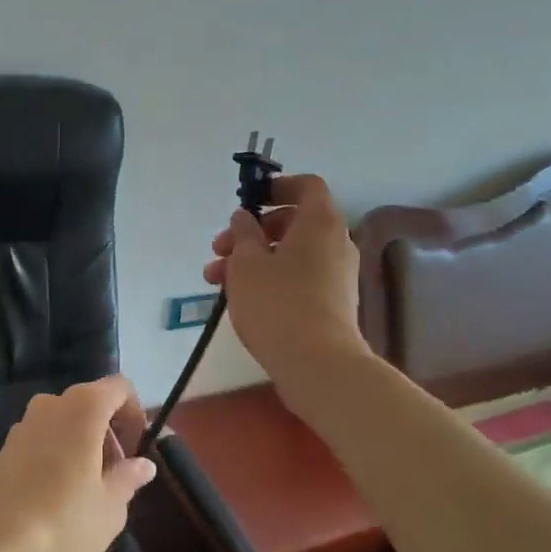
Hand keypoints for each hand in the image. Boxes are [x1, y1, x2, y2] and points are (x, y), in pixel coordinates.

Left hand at [0, 375, 157, 551]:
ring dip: (83, 443)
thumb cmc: (63, 521)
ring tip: (87, 490)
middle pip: (92, 403)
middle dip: (110, 433)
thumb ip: (129, 479)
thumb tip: (143, 464)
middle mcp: (52, 402)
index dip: (134, 413)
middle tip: (115, 477)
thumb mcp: (110, 508)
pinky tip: (56, 494)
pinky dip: (58, 452)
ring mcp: (24, 421)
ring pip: (66, 420)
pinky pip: (44, 436)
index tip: (135, 451)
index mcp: (84, 406)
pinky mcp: (6, 444)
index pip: (120, 387)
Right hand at [204, 173, 371, 410]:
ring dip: (253, 259)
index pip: (307, 186)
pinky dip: (270, 278)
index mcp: (320, 223)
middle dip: (251, 232)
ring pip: (290, 253)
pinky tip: (238, 297)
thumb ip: (243, 233)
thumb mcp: (247, 262)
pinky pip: (298, 277)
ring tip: (214, 279)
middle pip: (292, 222)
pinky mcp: (331, 303)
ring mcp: (336, 275)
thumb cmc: (278, 302)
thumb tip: (245, 218)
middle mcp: (335, 243)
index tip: (249, 200)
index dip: (278, 186)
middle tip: (219, 249)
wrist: (318, 365)